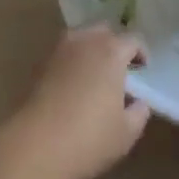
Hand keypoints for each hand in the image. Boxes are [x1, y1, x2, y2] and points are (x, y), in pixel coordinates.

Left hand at [0, 26, 151, 178]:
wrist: (36, 147)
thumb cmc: (89, 138)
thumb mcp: (127, 132)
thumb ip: (139, 111)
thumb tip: (138, 101)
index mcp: (111, 52)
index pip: (133, 40)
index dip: (141, 54)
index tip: (142, 71)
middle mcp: (84, 42)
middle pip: (104, 31)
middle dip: (115, 45)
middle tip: (120, 69)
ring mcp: (59, 52)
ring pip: (81, 39)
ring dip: (92, 50)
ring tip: (97, 75)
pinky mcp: (40, 66)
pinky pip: (64, 54)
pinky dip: (74, 62)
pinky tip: (76, 85)